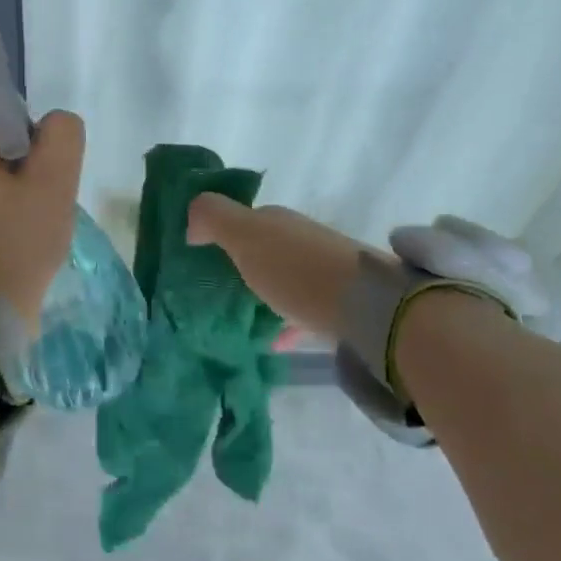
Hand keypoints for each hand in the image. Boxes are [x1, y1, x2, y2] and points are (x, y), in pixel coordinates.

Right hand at [185, 195, 364, 337]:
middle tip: (214, 289)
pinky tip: (274, 341)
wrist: (368, 308)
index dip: (222, 231)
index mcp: (279, 221)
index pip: (246, 219)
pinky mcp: (340, 306)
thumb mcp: (246, 236)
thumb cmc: (297, 270)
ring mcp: (326, 272)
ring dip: (265, 292)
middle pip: (267, 249)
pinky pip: (303, 311)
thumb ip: (214, 218)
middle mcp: (303, 240)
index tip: (199, 254)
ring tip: (239, 317)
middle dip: (244, 263)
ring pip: (286, 279)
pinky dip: (286, 321)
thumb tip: (191, 223)